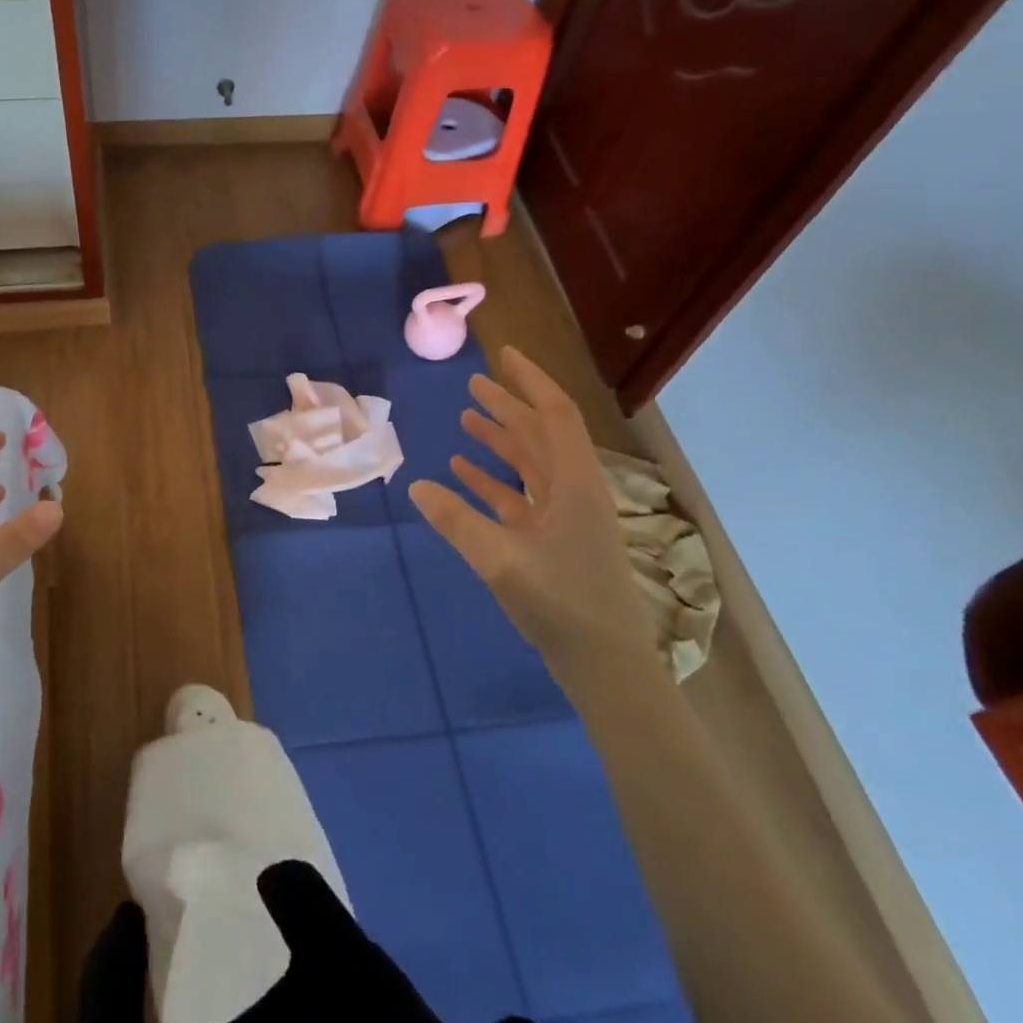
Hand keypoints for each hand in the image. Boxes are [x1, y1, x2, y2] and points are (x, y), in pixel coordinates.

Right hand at [407, 345, 654, 677]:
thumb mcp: (500, 559)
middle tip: (474, 384)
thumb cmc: (561, 603)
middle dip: (509, 407)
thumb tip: (417, 484)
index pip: (554, 415)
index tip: (503, 356)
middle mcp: (573, 492)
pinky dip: (493, 482)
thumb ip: (456, 520)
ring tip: (467, 420)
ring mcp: (565, 518)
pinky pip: (520, 498)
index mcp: (575, 484)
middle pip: (540, 435)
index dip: (530, 382)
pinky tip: (463, 474)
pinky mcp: (553, 542)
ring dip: (500, 441)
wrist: (605, 666)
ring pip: (530, 465)